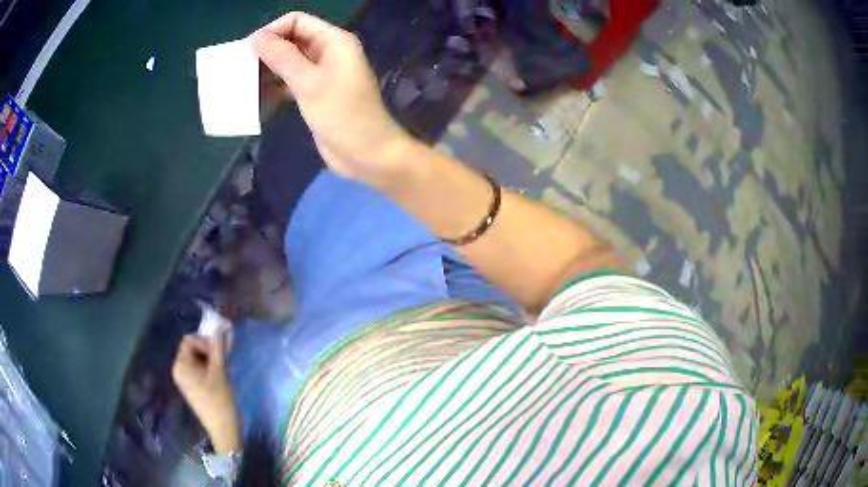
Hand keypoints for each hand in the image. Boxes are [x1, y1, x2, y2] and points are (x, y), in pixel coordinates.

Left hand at [172, 333, 240, 454]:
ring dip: (210, 359)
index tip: (220, 353)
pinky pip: (197, 368)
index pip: (190, 340)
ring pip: (196, 358)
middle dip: (208, 350)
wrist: (224, 431)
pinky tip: (219, 378)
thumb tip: (223, 325)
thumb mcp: (221, 372)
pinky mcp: (191, 387)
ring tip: (222, 370)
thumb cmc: (220, 400)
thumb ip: (220, 347)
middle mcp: (178, 369)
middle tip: (223, 361)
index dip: (205, 341)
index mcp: (181, 365)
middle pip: (191, 348)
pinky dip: (208, 367)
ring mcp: (184, 379)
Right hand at [250, 12, 414, 185]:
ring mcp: (323, 74)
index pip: (298, 21)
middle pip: (292, 40)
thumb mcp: (308, 82)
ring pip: (289, 63)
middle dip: (267, 50)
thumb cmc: (342, 114)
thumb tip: (257, 37)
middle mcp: (329, 52)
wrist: (367, 154)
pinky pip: (291, 83)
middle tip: (240, 67)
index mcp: (334, 41)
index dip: (273, 30)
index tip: (248, 49)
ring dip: (268, 70)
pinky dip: (275, 87)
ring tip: (243, 83)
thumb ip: (282, 57)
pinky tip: (256, 98)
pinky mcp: (316, 94)